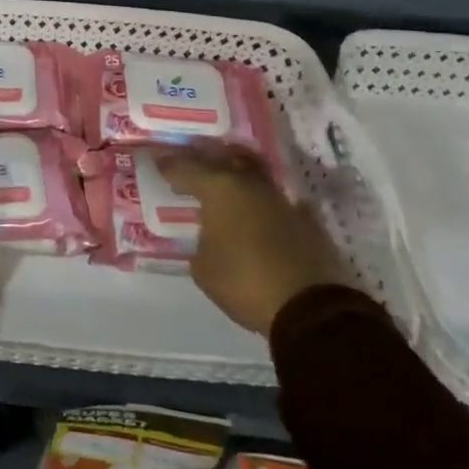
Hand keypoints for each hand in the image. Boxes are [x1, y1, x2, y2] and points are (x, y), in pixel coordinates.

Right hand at [155, 147, 351, 335]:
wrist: (311, 309)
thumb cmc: (245, 282)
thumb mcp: (203, 267)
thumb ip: (200, 242)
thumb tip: (209, 237)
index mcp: (219, 188)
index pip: (186, 167)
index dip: (169, 165)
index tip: (157, 163)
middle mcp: (250, 184)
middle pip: (223, 159)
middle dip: (204, 159)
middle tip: (189, 165)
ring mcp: (282, 200)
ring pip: (253, 175)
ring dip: (236, 177)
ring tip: (222, 186)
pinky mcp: (306, 221)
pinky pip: (277, 202)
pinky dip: (263, 204)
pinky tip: (258, 213)